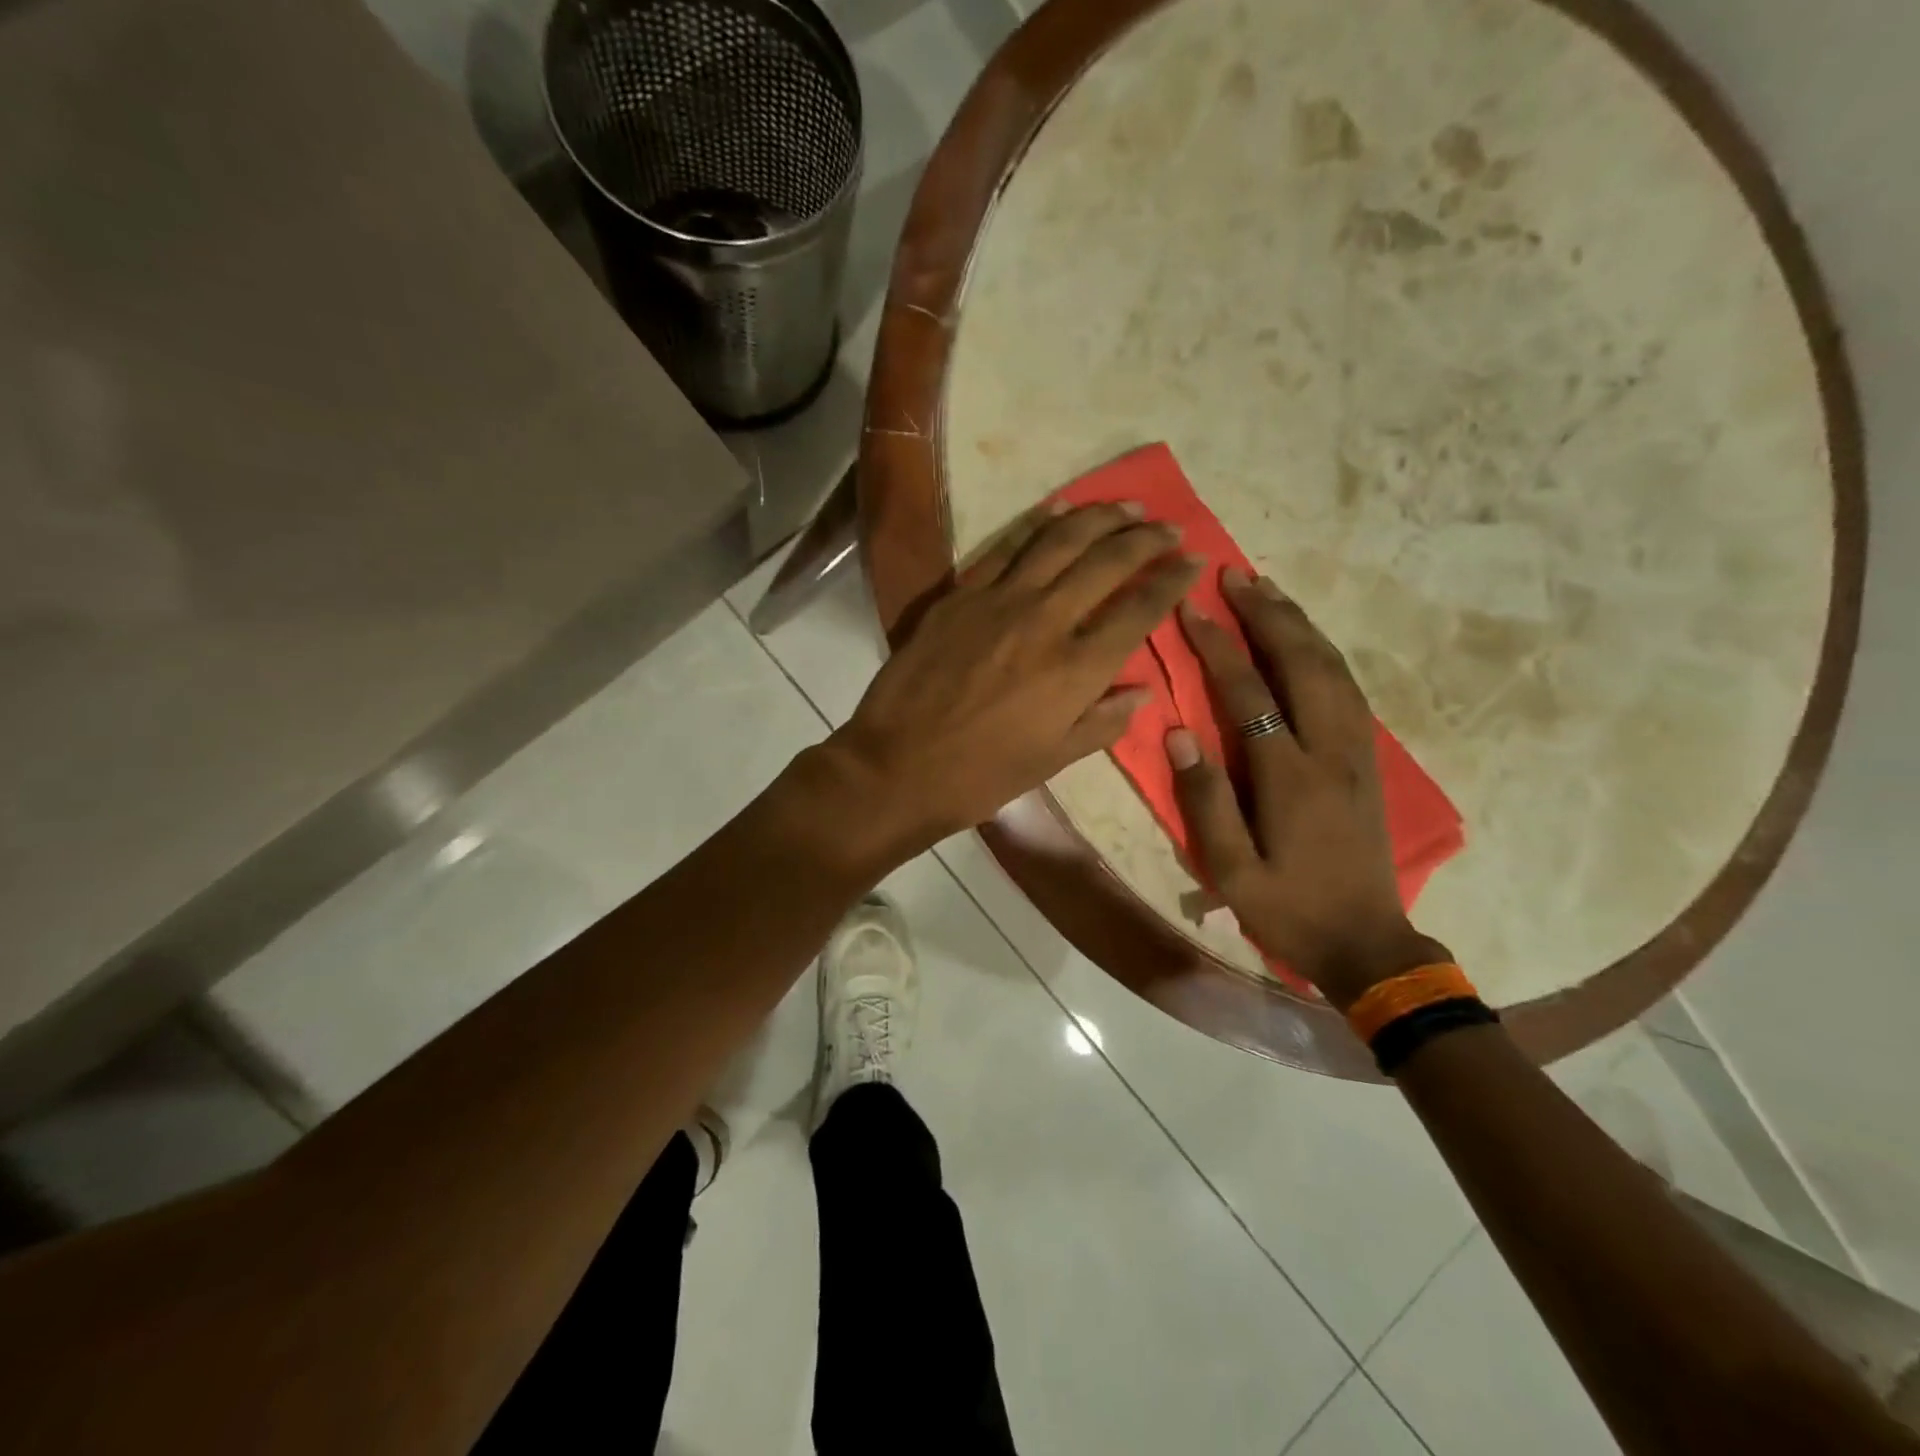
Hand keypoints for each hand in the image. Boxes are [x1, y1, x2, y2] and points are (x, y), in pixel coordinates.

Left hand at [824, 501, 1199, 855]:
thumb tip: (1142, 692)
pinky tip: (1057, 510)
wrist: (897, 767)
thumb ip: (1102, 722)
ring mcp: (998, 601)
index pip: (1138, 610)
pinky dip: (1037, 523)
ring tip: (1126, 506)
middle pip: (1106, 561)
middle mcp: (1045, 621)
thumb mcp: (1052, 761)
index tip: (1192, 561)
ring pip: (1059, 540)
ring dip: (1099, 516)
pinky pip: (1006, 547)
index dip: (1171, 581)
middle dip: (1146, 539)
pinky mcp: (959, 595)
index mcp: (1076, 669)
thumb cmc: (980, 776)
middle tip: (1169, 527)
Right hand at [1168, 569, 1449, 1008]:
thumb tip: (1180, 733)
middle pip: (1303, 664)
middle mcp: (1332, 750)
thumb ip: (1206, 800)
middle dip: (1267, 614)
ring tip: (1268, 591)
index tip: (1191, 608)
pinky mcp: (1368, 759)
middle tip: (1235, 575)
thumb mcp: (1232, 870)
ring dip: (1299, 623)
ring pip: (1333, 668)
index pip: (1250, 693)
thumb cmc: (1289, 908)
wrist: (1368, 943)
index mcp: (1292, 777)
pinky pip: (1348, 687)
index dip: (1218, 646)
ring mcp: (1357, 751)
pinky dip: (1324, 650)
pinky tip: (1305, 638)